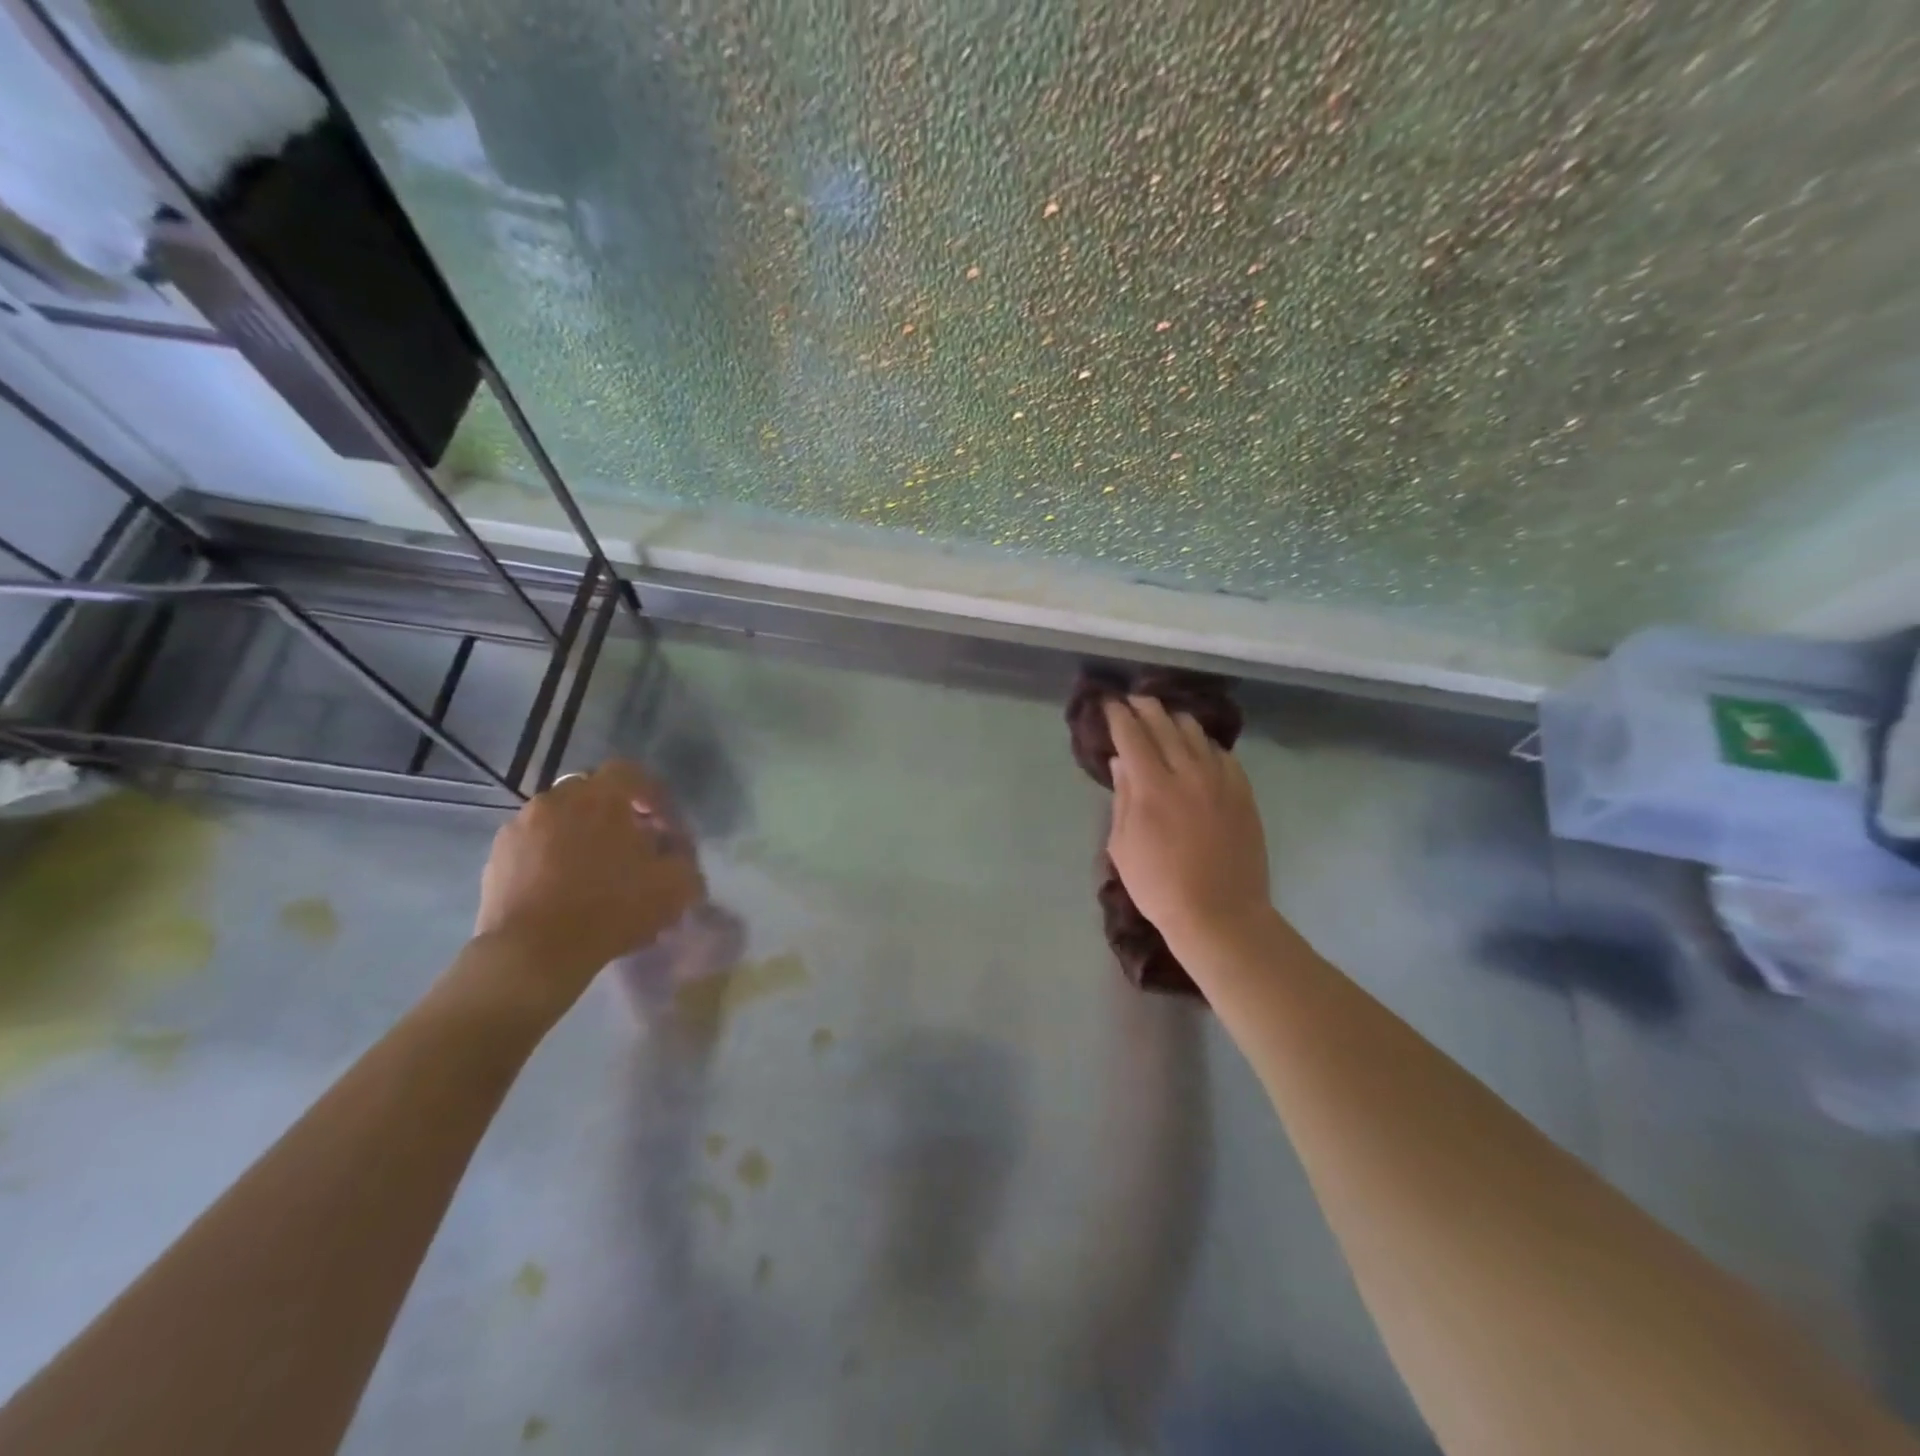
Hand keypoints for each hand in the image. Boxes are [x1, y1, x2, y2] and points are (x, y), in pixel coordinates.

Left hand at [473, 761, 703, 1004]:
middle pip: (593, 793)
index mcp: (601, 796)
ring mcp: (520, 827)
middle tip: (632, 847)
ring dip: (580, 835)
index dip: (653, 796)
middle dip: (615, 814)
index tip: (665, 827)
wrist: (533, 953)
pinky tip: (564, 890)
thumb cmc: (612, 909)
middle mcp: (557, 799)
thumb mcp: (676, 886)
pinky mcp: (496, 857)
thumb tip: (677, 851)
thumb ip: (685, 857)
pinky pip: (534, 845)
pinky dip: (551, 857)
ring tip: (595, 872)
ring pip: (560, 818)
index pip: (631, 773)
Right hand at [1105, 697, 1271, 950]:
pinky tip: (1197, 749)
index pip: (1132, 735)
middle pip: (1164, 724)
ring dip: (1174, 719)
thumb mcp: (1122, 846)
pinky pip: (1222, 754)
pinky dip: (1204, 744)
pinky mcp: (1243, 792)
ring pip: (1196, 733)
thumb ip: (1123, 797)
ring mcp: (1220, 780)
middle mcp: (1187, 772)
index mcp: (1152, 787)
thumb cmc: (1159, 886)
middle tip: (1133, 701)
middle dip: (1145, 708)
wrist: (1220, 914)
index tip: (1108, 703)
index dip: (1118, 715)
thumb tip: (1121, 762)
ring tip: (1163, 718)